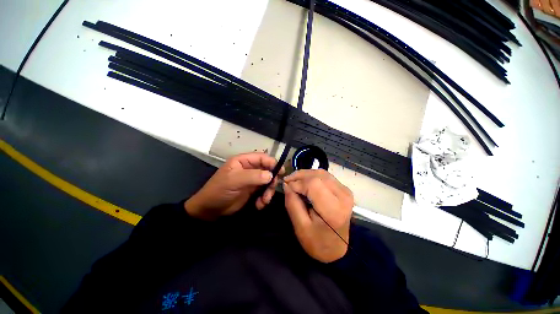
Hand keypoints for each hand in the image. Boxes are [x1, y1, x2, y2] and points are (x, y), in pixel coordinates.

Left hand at [185, 153, 284, 219]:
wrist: (210, 210)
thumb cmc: (219, 191)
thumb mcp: (234, 181)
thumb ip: (253, 176)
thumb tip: (271, 175)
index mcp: (243, 161)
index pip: (262, 157)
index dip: (272, 163)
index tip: (280, 172)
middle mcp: (249, 169)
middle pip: (267, 170)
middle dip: (271, 180)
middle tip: (270, 190)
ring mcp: (252, 180)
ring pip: (268, 182)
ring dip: (269, 191)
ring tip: (264, 200)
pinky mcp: (253, 191)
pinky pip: (264, 191)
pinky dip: (264, 198)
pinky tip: (259, 205)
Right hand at [283, 170, 353, 262]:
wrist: (337, 249)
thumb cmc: (317, 242)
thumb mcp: (300, 227)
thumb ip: (292, 203)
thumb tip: (286, 185)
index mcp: (333, 209)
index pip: (313, 185)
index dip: (297, 182)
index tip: (286, 186)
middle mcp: (343, 196)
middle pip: (318, 175)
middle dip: (300, 176)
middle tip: (287, 181)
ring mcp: (345, 191)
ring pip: (322, 173)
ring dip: (306, 174)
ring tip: (294, 180)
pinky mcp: (344, 189)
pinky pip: (326, 176)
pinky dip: (313, 176)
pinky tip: (304, 182)